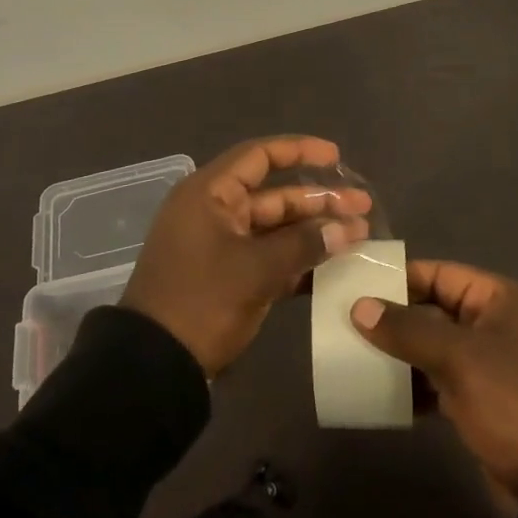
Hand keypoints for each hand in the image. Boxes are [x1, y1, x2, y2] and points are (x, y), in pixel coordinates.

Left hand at [122, 136, 372, 376]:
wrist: (154, 367)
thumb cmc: (201, 301)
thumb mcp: (255, 270)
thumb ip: (303, 245)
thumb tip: (346, 230)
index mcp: (210, 194)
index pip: (259, 157)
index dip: (299, 151)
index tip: (337, 157)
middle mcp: (216, 212)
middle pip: (274, 195)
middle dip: (319, 201)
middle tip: (363, 207)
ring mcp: (222, 246)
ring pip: (276, 229)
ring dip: (314, 232)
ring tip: (360, 236)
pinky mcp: (228, 277)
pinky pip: (269, 258)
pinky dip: (298, 261)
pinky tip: (335, 268)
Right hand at [351, 261, 517, 502]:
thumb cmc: (515, 399)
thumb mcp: (459, 357)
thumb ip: (407, 329)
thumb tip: (359, 307)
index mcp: (498, 299)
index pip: (439, 274)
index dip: (399, 278)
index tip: (357, 284)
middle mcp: (492, 325)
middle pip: (433, 310)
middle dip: (393, 318)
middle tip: (346, 322)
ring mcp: (486, 366)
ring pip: (432, 348)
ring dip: (399, 354)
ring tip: (355, 356)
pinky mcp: (480, 403)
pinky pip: (438, 382)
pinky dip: (413, 386)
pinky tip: (381, 394)